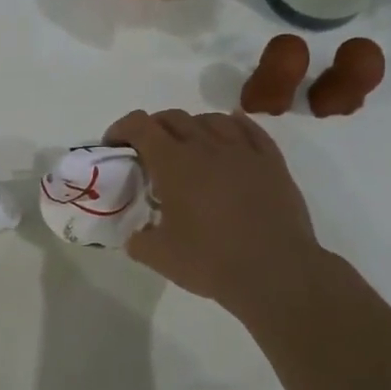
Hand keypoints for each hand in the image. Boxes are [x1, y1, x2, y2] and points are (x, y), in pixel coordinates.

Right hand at [104, 109, 323, 315]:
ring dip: (191, 126)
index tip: (114, 145)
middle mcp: (206, 146)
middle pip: (173, 117)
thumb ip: (138, 241)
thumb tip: (136, 236)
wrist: (276, 272)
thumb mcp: (159, 257)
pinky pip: (249, 129)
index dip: (121, 129)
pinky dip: (232, 125)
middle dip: (153, 127)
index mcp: (173, 164)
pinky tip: (229, 134)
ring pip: (211, 119)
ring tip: (188, 146)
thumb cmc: (211, 261)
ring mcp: (243, 151)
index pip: (140, 126)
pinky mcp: (271, 162)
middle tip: (147, 150)